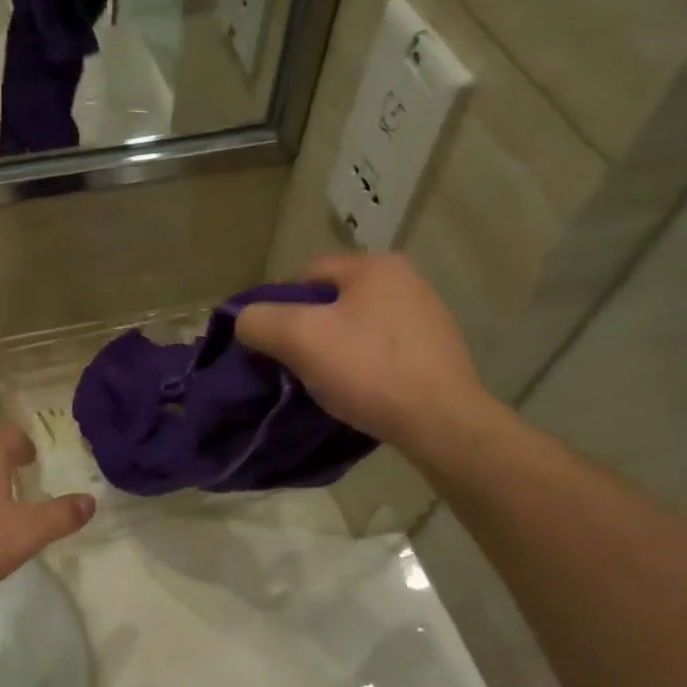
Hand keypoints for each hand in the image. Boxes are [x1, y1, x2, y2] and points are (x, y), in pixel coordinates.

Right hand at [235, 254, 495, 453]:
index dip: (281, 306)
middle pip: (334, 300)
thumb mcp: (300, 339)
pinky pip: (384, 350)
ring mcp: (427, 315)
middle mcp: (406, 280)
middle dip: (310, 329)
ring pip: (359, 326)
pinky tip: (362, 391)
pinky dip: (366, 366)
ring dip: (338, 349)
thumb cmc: (369, 371)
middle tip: (298, 365)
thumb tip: (245, 321)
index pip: (307, 274)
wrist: (441, 421)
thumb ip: (260, 321)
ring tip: (328, 382)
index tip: (274, 344)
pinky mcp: (437, 350)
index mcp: (375, 266)